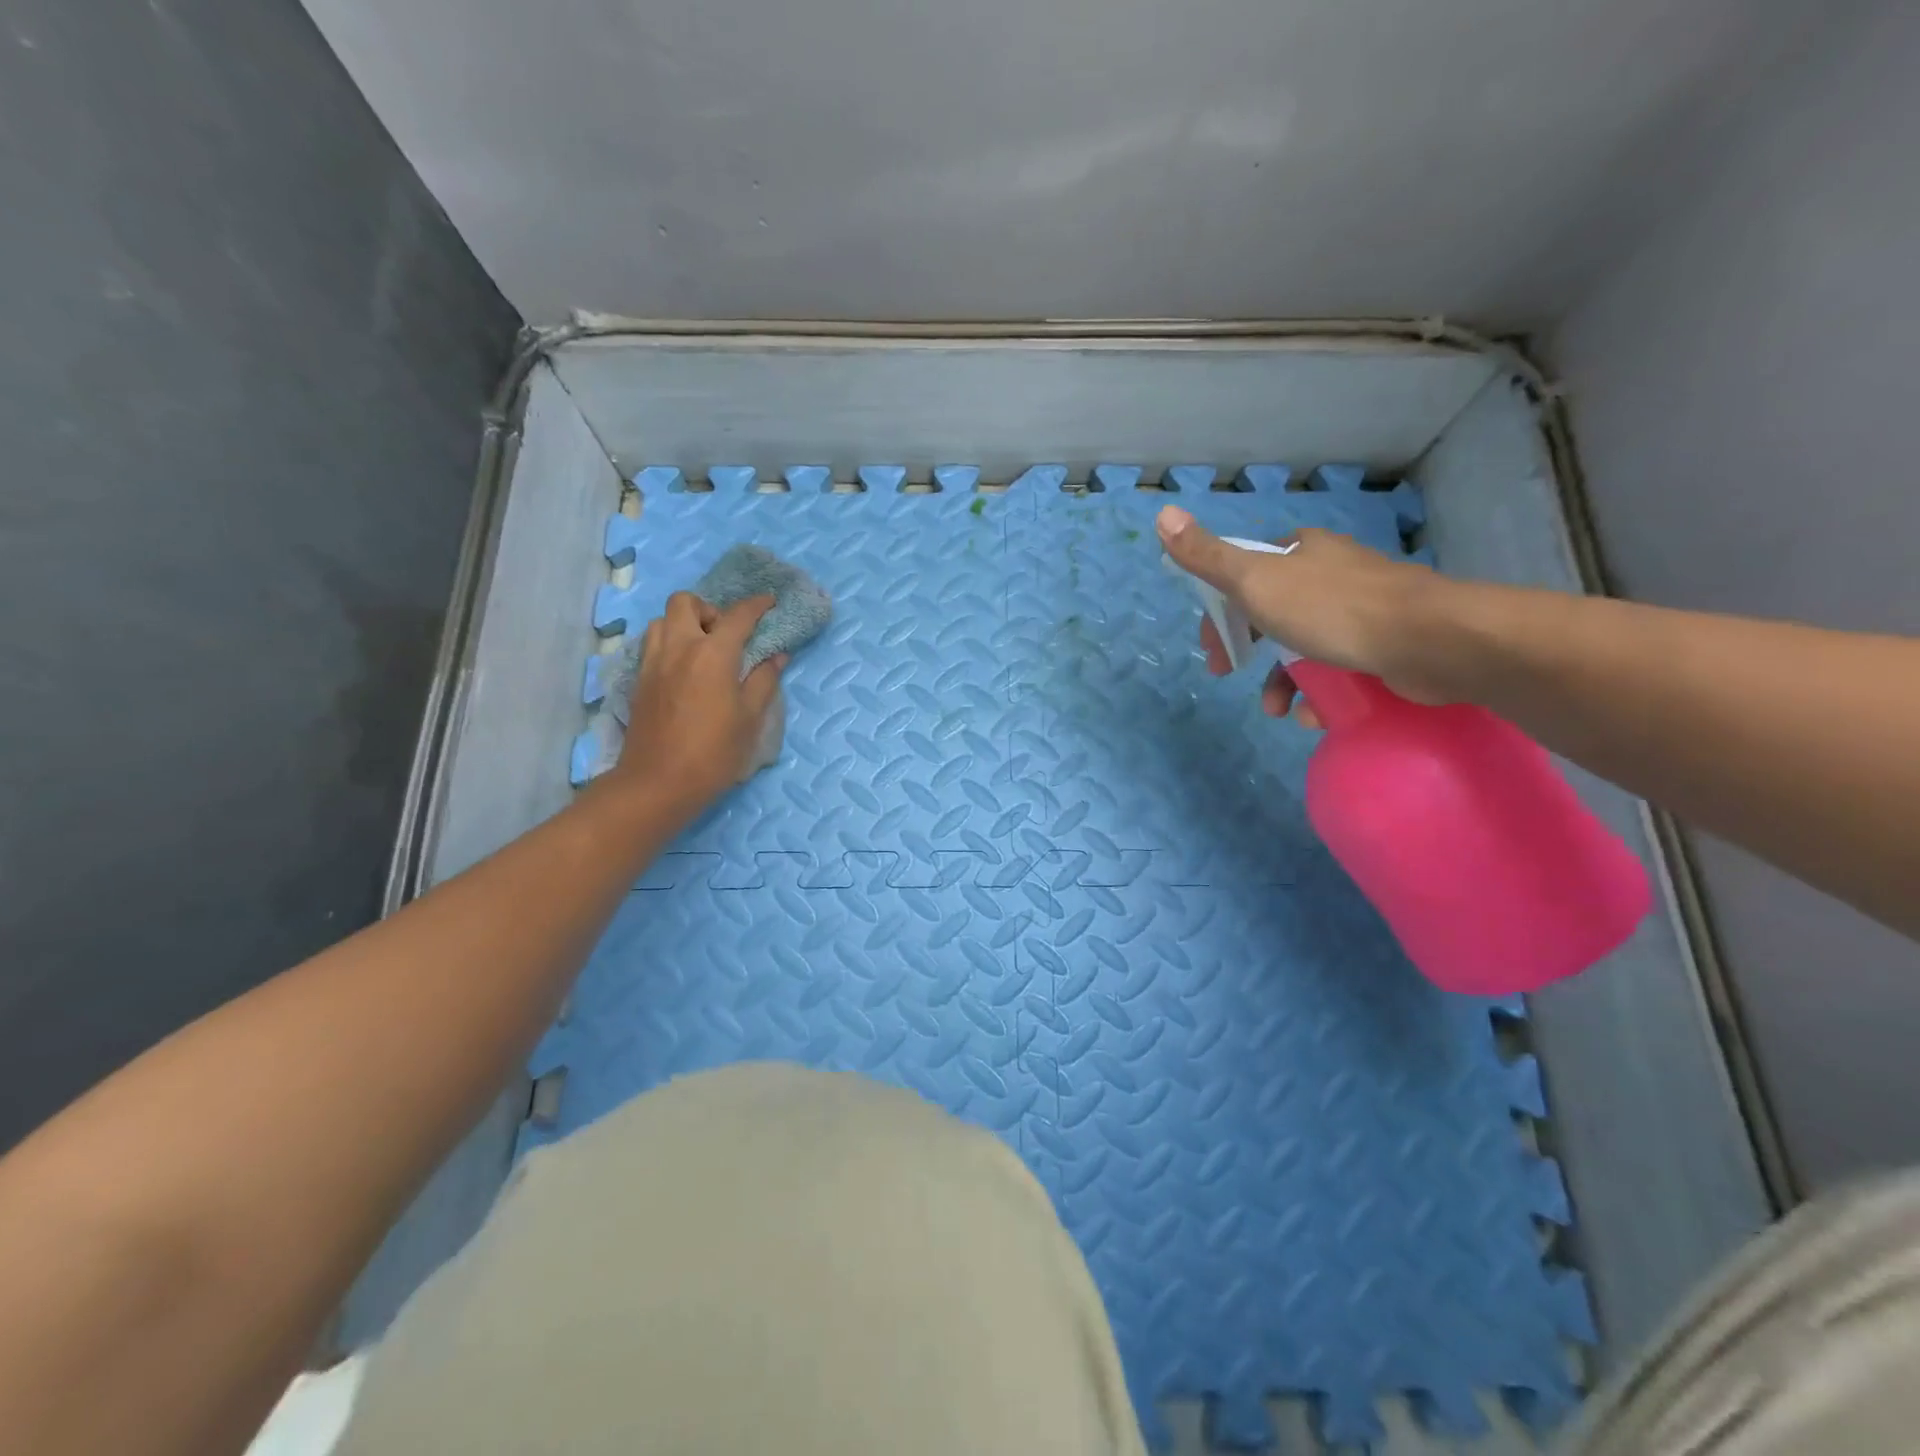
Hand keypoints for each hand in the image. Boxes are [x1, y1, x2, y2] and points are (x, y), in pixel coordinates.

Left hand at [612, 592, 786, 814]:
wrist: (658, 783)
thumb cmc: (714, 752)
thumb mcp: (750, 718)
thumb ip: (763, 681)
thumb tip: (777, 656)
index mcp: (713, 654)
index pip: (738, 615)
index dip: (757, 605)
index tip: (770, 602)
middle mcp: (679, 647)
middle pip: (686, 602)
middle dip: (709, 609)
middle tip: (726, 635)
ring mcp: (653, 662)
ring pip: (663, 620)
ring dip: (685, 624)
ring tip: (703, 650)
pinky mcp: (639, 680)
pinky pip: (653, 645)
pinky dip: (670, 644)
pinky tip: (685, 670)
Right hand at [1155, 505, 1453, 723]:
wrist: (1429, 641)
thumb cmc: (1332, 609)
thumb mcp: (1255, 582)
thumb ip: (1208, 557)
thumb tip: (1161, 514)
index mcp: (1300, 551)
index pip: (1245, 575)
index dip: (1222, 613)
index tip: (1213, 649)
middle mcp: (1331, 572)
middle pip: (1273, 613)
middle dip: (1250, 651)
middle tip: (1231, 677)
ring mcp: (1362, 608)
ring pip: (1306, 645)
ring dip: (1284, 681)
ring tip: (1280, 711)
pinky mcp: (1386, 642)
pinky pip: (1339, 667)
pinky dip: (1321, 692)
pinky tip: (1317, 714)